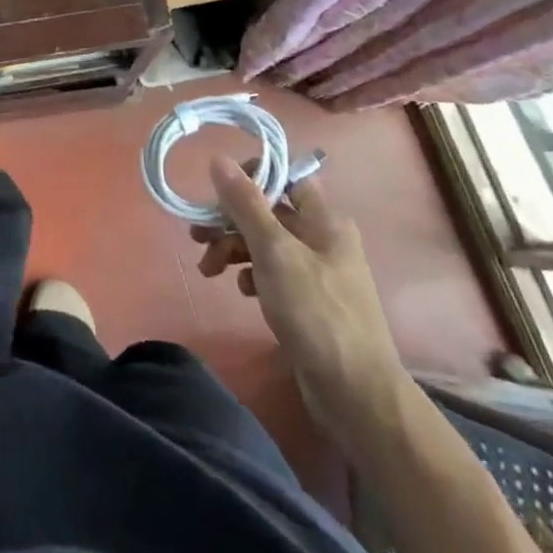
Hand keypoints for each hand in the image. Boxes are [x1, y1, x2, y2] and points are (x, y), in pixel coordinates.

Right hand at [193, 155, 408, 446]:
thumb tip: (219, 158)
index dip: (250, 178)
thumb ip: (245, 204)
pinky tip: (242, 291)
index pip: (283, 177)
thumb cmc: (315, 312)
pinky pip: (272, 271)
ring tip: (208, 269)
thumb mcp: (274, 252)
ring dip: (233, 249)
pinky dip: (251, 274)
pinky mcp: (309, 299)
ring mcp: (317, 270)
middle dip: (230, 220)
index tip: (217, 194)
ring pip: (265, 242)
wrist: (355, 393)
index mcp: (323, 219)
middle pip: (268, 211)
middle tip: (197, 236)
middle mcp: (323, 238)